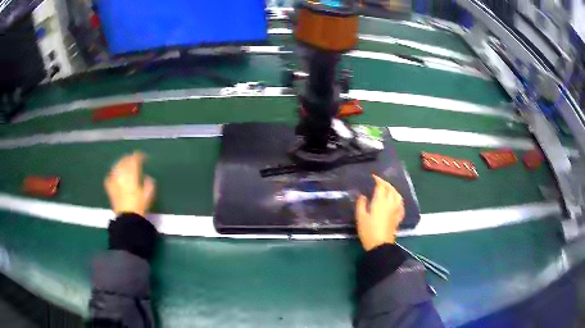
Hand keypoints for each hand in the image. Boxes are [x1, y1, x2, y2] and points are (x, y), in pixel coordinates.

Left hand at [104, 152, 155, 216]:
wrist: (127, 220)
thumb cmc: (139, 208)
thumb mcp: (148, 197)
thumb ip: (149, 185)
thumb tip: (148, 177)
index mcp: (132, 176)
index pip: (134, 161)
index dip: (138, 156)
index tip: (143, 156)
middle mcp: (122, 176)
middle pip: (124, 162)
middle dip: (129, 158)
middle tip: (133, 158)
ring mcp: (114, 182)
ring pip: (116, 167)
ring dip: (120, 163)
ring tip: (123, 163)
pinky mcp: (110, 189)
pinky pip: (109, 178)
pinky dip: (112, 175)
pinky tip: (113, 175)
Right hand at [355, 175, 404, 250]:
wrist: (380, 245)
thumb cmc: (368, 231)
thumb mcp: (360, 217)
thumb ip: (361, 204)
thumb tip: (363, 196)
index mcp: (380, 202)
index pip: (381, 186)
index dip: (378, 180)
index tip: (373, 177)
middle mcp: (390, 203)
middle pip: (391, 189)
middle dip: (385, 183)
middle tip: (379, 182)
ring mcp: (396, 210)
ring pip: (398, 195)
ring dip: (393, 190)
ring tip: (388, 189)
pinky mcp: (398, 217)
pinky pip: (401, 205)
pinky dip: (398, 200)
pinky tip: (396, 201)